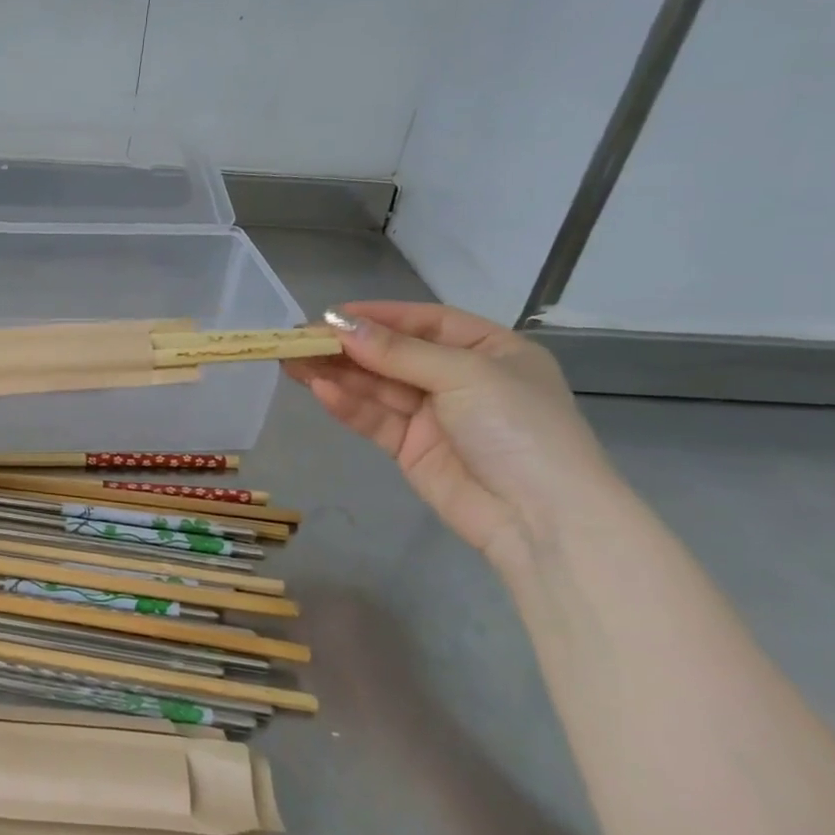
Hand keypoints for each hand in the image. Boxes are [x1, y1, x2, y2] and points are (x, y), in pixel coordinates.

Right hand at [285, 302, 624, 574]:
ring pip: (377, 386)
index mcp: (489, 351)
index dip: (378, 316)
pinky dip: (348, 405)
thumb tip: (339, 324)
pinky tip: (319, 390)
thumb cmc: (518, 428)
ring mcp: (434, 415)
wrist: (542, 520)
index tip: (331, 314)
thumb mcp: (464, 375)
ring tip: (292, 361)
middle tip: (298, 339)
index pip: (425, 322)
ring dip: (337, 373)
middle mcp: (460, 378)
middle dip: (348, 347)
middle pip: (393, 354)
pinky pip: (375, 419)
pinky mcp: (411, 449)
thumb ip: (397, 352)